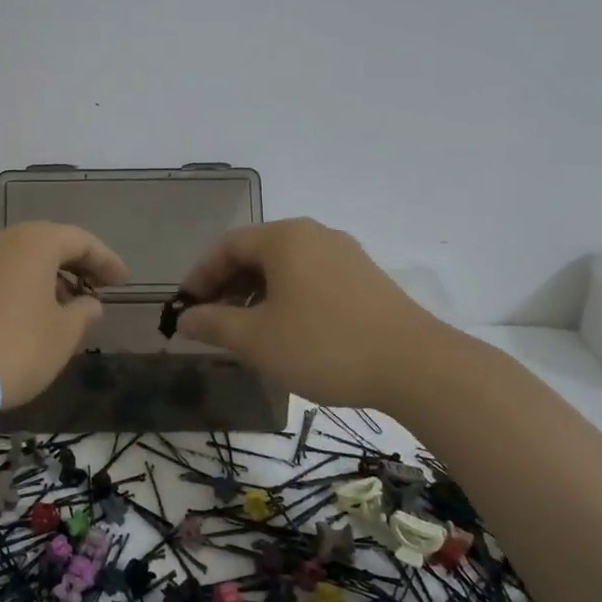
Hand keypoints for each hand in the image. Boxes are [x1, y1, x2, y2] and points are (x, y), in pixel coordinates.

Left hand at [0, 222, 129, 406]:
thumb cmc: (18, 346)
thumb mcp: (64, 334)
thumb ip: (83, 312)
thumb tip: (88, 303)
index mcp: (34, 242)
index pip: (80, 240)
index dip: (106, 261)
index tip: (123, 282)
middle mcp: (2, 239)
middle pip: (47, 243)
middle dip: (75, 265)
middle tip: (96, 289)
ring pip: (20, 258)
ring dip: (46, 276)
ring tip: (65, 305)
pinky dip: (20, 285)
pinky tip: (30, 312)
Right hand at [176, 218, 452, 408]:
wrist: (417, 366)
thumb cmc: (324, 345)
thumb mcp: (257, 339)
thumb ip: (214, 324)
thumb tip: (185, 319)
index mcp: (284, 238)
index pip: (227, 246)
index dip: (199, 276)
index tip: (185, 307)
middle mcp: (314, 235)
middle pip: (256, 253)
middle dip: (227, 285)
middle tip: (211, 321)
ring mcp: (344, 254)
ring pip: (285, 267)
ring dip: (256, 293)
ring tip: (245, 330)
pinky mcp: (365, 278)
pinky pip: (311, 278)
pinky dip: (286, 297)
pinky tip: (287, 331)